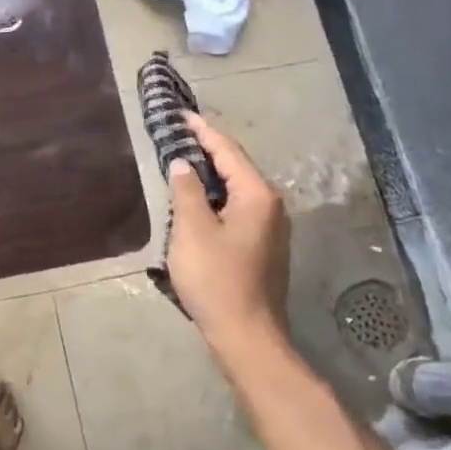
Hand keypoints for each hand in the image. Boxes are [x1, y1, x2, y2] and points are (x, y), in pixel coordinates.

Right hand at [166, 112, 289, 355]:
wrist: (246, 335)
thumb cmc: (216, 279)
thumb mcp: (192, 230)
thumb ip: (187, 191)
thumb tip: (182, 164)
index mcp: (257, 195)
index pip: (228, 150)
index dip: (202, 131)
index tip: (180, 114)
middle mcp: (272, 205)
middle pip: (237, 166)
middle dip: (208, 149)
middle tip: (178, 134)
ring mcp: (271, 227)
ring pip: (238, 188)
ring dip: (212, 173)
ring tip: (183, 160)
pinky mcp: (263, 246)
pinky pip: (239, 207)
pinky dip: (218, 196)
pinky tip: (198, 199)